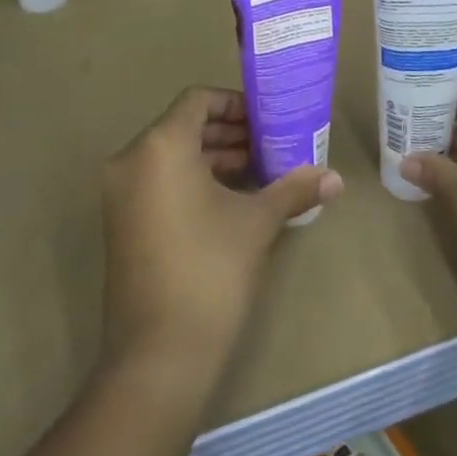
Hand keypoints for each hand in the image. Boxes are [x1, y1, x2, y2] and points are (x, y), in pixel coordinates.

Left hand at [100, 86, 342, 374]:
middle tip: (270, 144)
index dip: (235, 103)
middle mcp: (132, 160)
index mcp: (160, 146)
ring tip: (258, 171)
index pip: (197, 100)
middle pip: (184, 126)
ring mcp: (120, 194)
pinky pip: (159, 181)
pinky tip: (231, 199)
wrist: (158, 356)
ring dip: (214, 157)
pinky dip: (192, 180)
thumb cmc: (210, 270)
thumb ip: (293, 189)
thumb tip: (336, 178)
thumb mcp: (256, 222)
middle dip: (229, 133)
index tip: (267, 119)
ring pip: (171, 155)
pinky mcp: (121, 222)